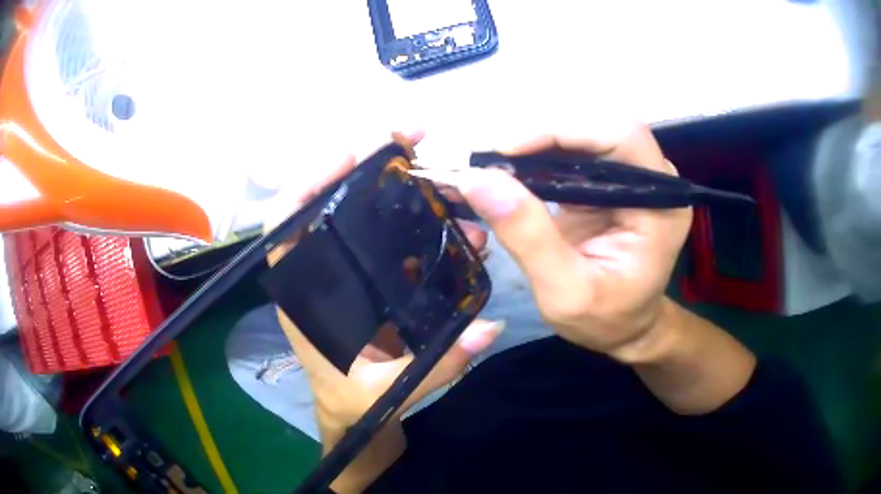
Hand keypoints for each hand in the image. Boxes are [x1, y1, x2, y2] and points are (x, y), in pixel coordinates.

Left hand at [264, 132, 501, 491]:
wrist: (355, 419)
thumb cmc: (353, 406)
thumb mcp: (385, 392)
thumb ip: (435, 365)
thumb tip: (488, 327)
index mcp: (305, 298)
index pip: (286, 226)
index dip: (308, 183)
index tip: (350, 154)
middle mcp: (322, 276)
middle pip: (333, 205)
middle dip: (368, 168)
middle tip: (413, 142)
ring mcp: (350, 277)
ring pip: (367, 218)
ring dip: (403, 194)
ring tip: (447, 184)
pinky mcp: (375, 285)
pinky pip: (393, 243)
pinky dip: (420, 225)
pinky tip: (453, 224)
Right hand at [444, 122, 754, 414]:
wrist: (624, 329)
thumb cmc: (605, 320)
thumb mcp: (564, 293)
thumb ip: (528, 237)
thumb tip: (478, 179)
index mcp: (661, 206)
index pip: (622, 138)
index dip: (566, 131)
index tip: (508, 148)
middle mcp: (654, 181)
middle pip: (600, 129)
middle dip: (545, 135)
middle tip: (492, 157)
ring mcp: (633, 178)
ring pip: (584, 136)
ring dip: (537, 143)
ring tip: (493, 163)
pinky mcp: (610, 182)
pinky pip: (574, 155)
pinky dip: (538, 157)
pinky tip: (510, 170)